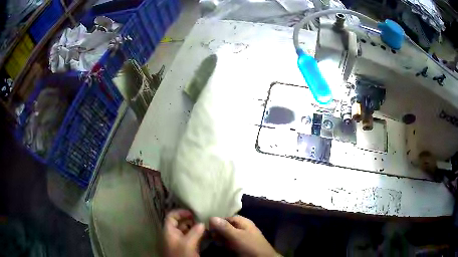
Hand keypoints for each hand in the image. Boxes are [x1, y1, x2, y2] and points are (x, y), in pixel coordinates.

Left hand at [164, 209, 204, 256]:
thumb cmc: (181, 255)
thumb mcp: (188, 243)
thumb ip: (195, 232)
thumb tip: (202, 223)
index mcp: (168, 231)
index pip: (171, 216)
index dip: (180, 212)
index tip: (192, 213)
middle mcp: (171, 235)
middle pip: (178, 223)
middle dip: (189, 220)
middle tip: (201, 220)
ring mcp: (177, 242)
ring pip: (184, 231)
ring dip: (193, 228)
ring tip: (204, 227)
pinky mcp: (183, 248)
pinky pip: (188, 238)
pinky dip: (195, 235)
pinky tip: (204, 235)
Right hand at [209, 215, 277, 256]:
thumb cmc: (250, 246)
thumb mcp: (237, 236)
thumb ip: (224, 227)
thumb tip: (211, 217)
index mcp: (242, 221)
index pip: (224, 218)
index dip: (215, 224)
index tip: (209, 231)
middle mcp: (241, 227)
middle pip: (224, 227)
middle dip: (218, 233)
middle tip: (214, 239)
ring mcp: (241, 236)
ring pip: (226, 235)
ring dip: (221, 239)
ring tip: (219, 244)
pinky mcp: (241, 244)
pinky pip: (230, 242)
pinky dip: (225, 244)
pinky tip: (224, 248)